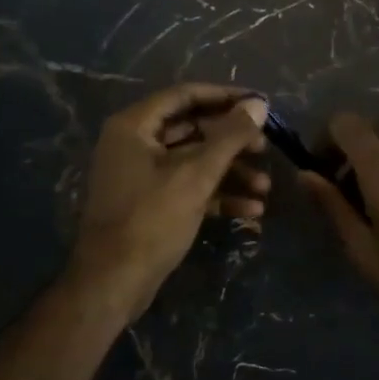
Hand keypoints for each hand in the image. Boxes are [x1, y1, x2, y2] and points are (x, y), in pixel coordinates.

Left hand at [67, 84, 269, 321]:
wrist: (112, 284)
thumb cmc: (152, 219)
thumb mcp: (196, 174)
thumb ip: (230, 136)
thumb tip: (260, 104)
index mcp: (135, 125)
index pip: (186, 95)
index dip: (225, 97)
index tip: (260, 103)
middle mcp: (135, 143)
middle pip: (192, 128)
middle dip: (232, 140)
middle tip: (265, 147)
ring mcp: (141, 174)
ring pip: (193, 160)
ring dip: (230, 171)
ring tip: (265, 188)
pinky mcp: (150, 203)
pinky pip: (187, 186)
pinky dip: (217, 194)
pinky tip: (250, 210)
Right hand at [300, 113, 378, 337]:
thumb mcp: (362, 250)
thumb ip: (333, 206)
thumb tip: (305, 174)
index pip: (348, 123)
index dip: (327, 138)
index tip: (321, 170)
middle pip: (373, 129)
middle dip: (349, 149)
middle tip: (341, 190)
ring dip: (373, 164)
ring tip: (371, 210)